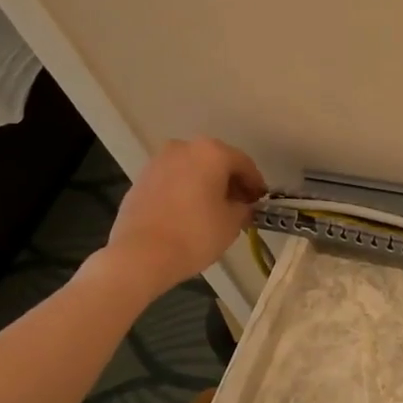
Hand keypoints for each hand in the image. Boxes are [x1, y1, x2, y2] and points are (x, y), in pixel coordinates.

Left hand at [98, 137, 266, 299]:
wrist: (141, 255)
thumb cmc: (195, 234)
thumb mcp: (233, 223)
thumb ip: (243, 208)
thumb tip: (241, 205)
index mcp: (212, 153)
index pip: (244, 164)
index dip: (256, 184)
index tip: (260, 201)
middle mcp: (183, 148)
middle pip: (216, 162)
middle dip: (230, 181)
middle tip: (240, 204)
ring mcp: (158, 162)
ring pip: (192, 169)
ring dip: (206, 185)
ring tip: (214, 210)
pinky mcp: (141, 180)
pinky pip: (173, 180)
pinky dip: (185, 191)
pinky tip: (190, 213)